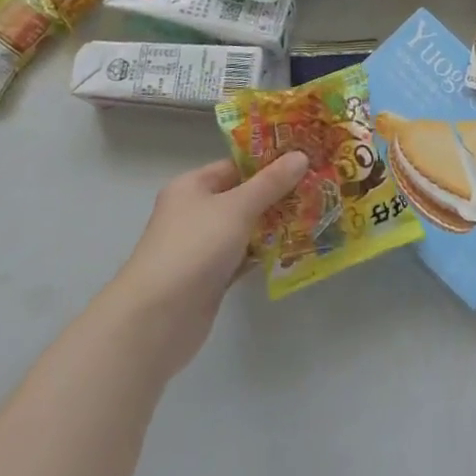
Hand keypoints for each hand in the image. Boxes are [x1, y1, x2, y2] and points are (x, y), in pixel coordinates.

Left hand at [114, 153, 308, 377]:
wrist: (156, 320)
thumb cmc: (194, 248)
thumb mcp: (237, 207)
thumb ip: (270, 183)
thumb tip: (301, 155)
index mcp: (193, 186)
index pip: (236, 165)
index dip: (269, 161)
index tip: (306, 158)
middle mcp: (196, 212)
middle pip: (244, 196)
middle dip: (279, 194)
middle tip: (318, 186)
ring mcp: (203, 246)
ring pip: (247, 227)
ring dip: (276, 224)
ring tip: (316, 214)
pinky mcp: (212, 277)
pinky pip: (245, 256)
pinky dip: (266, 253)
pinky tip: (297, 248)